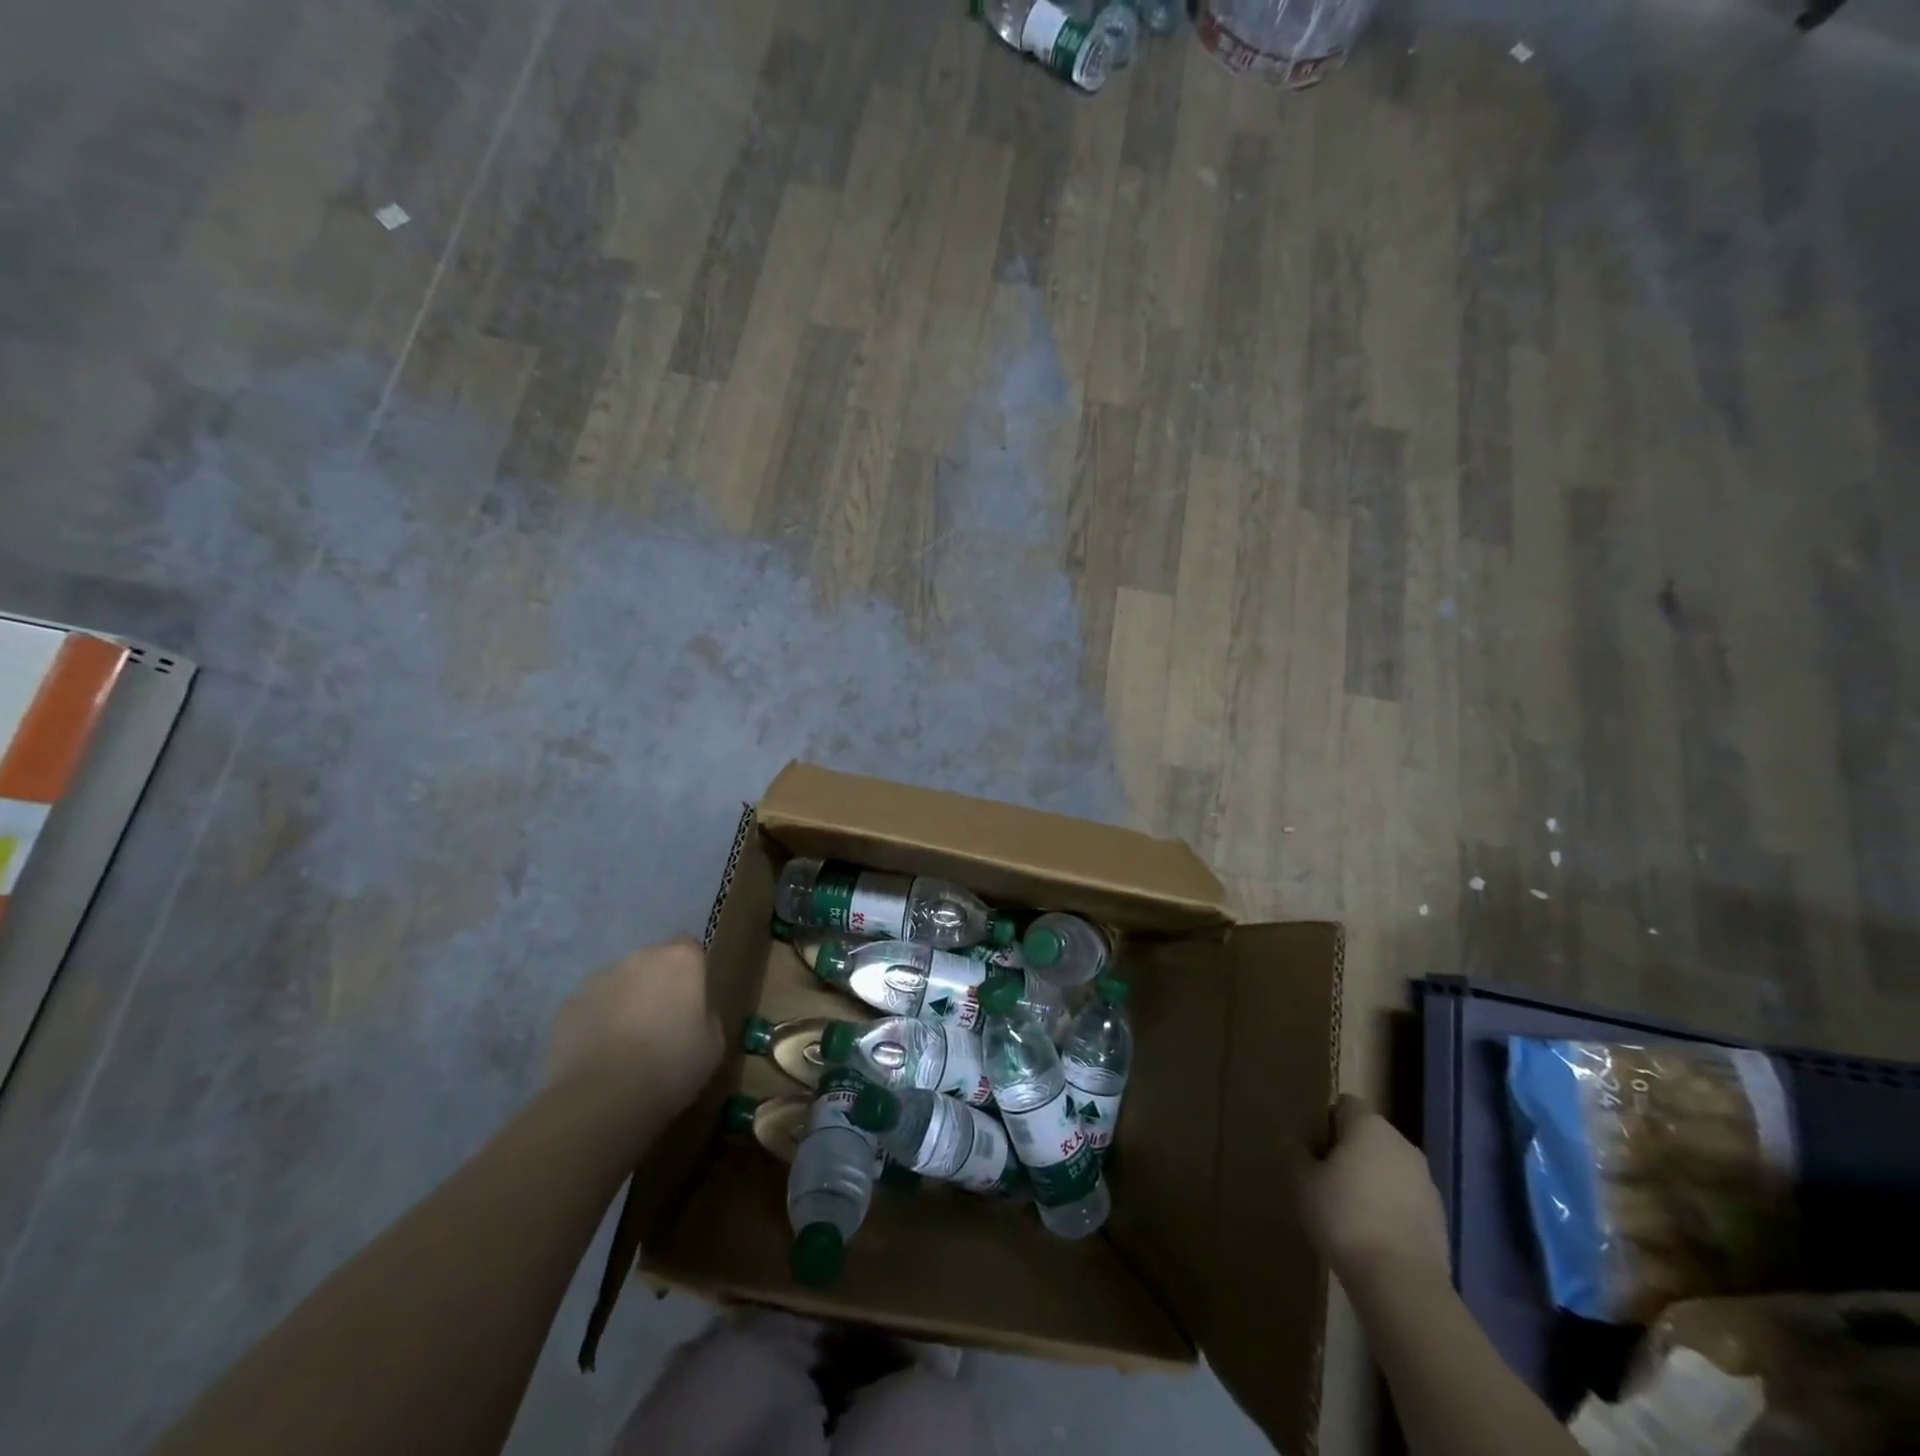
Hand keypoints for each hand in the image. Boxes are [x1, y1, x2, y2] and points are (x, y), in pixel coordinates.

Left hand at [547, 937, 721, 1111]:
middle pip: (652, 963)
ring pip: (619, 984)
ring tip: (626, 1045)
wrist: (602, 1097)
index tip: (692, 1000)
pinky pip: (590, 1008)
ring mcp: (598, 980)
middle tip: (661, 1024)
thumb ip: (706, 1015)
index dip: (691, 971)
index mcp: (680, 960)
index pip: (689, 947)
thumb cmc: (671, 1065)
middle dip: (656, 985)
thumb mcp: (713, 1043)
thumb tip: (693, 1012)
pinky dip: (596, 1024)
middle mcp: (639, 958)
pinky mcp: (567, 1007)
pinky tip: (600, 1057)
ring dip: (625, 1003)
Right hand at [1297, 1095, 1449, 1294]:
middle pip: (1369, 1135)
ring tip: (1349, 1209)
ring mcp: (1426, 1181)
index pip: (1344, 1104)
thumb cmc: (1344, 1218)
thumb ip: (1298, 1153)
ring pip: (1389, 1167)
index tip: (1312, 1147)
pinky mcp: (1439, 1216)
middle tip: (1325, 1177)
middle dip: (1349, 1150)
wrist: (1401, 1283)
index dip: (1325, 1121)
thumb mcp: (1302, 1181)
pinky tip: (1373, 1232)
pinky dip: (1390, 1206)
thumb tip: (1300, 1143)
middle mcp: (1403, 1144)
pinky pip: (1405, 1197)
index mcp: (1370, 1126)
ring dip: (1372, 1178)